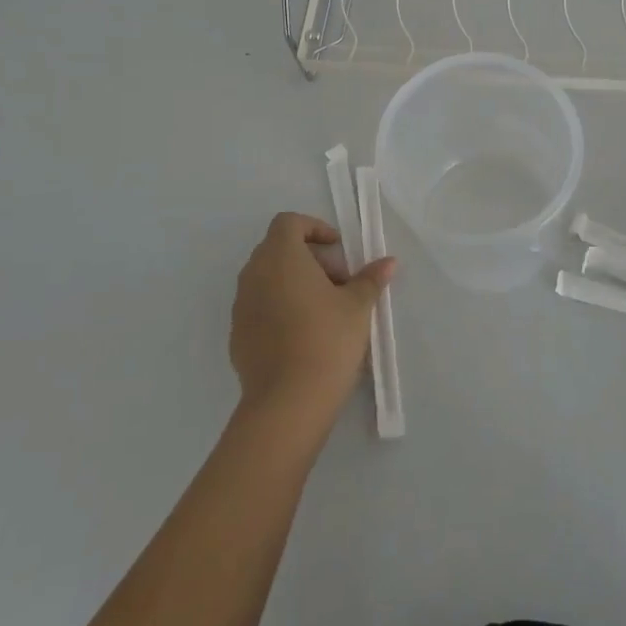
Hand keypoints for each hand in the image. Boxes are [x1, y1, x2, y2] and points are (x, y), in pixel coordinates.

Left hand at [229, 212, 394, 435]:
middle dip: (310, 258)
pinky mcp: (237, 335)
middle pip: (278, 250)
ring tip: (325, 310)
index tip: (338, 248)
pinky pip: (259, 307)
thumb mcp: (358, 306)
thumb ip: (370, 278)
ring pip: (268, 279)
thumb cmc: (327, 340)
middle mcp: (254, 274)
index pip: (288, 223)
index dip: (314, 228)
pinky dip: (280, 308)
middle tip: (339, 282)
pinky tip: (303, 335)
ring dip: (294, 283)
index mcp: (281, 257)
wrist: (287, 403)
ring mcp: (241, 306)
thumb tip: (388, 262)